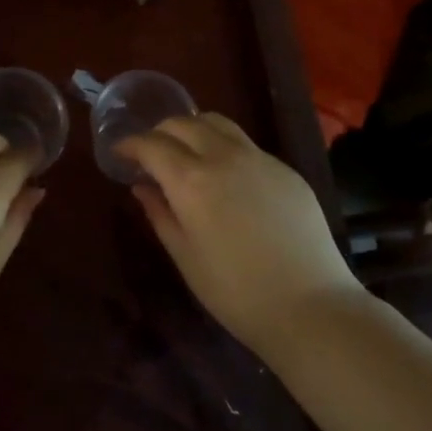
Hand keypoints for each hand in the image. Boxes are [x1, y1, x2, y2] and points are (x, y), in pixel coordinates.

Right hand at [120, 114, 360, 356]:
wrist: (311, 307)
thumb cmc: (236, 292)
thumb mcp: (185, 256)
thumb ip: (160, 214)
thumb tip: (142, 186)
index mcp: (191, 180)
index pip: (151, 145)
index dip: (130, 144)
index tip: (120, 152)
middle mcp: (223, 156)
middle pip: (183, 123)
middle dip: (160, 132)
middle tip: (151, 153)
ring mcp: (259, 158)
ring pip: (218, 123)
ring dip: (193, 128)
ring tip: (187, 151)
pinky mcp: (285, 169)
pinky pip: (246, 144)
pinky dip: (224, 146)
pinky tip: (227, 175)